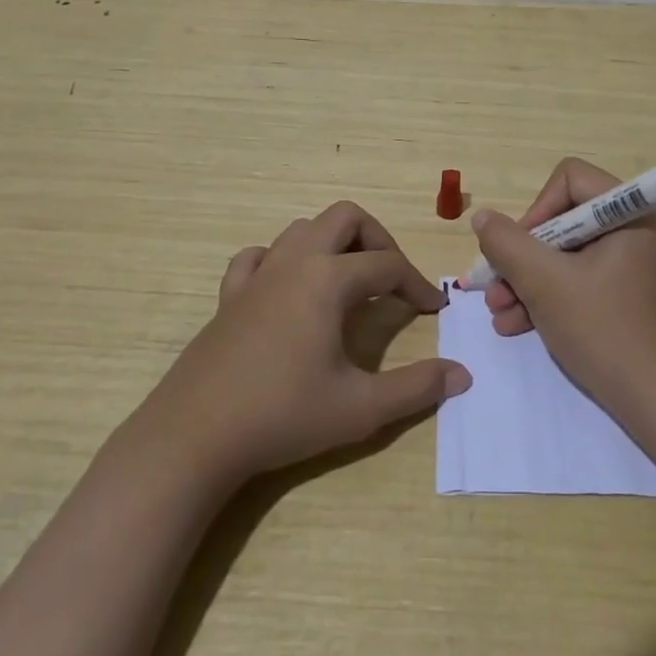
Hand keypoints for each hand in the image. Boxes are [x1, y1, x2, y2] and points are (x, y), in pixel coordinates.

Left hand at [148, 201, 470, 485]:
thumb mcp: (360, 408)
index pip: (388, 266)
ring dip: (334, 244)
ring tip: (349, 282)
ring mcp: (258, 275)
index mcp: (328, 279)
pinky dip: (282, 260)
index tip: (436, 309)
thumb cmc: (282, 416)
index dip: (418, 284)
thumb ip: (416, 388)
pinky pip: (259, 256)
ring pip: (303, 229)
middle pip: (346, 218)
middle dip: (378, 240)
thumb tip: (462, 375)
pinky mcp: (229, 296)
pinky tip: (288, 289)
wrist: (193, 437)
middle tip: (393, 279)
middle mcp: (295, 262)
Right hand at [470, 157, 655, 416]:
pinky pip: (575, 279)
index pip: (570, 179)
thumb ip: (507, 244)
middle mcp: (631, 230)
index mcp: (628, 213)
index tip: (520, 248)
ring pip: (563, 254)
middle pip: (561, 219)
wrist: (653, 402)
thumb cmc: (602, 330)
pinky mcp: (620, 294)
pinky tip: (514, 325)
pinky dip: (545, 297)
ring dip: (525, 280)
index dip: (537, 208)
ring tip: (498, 313)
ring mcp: (626, 265)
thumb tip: (483, 218)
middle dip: (522, 256)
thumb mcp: (545, 283)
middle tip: (494, 286)